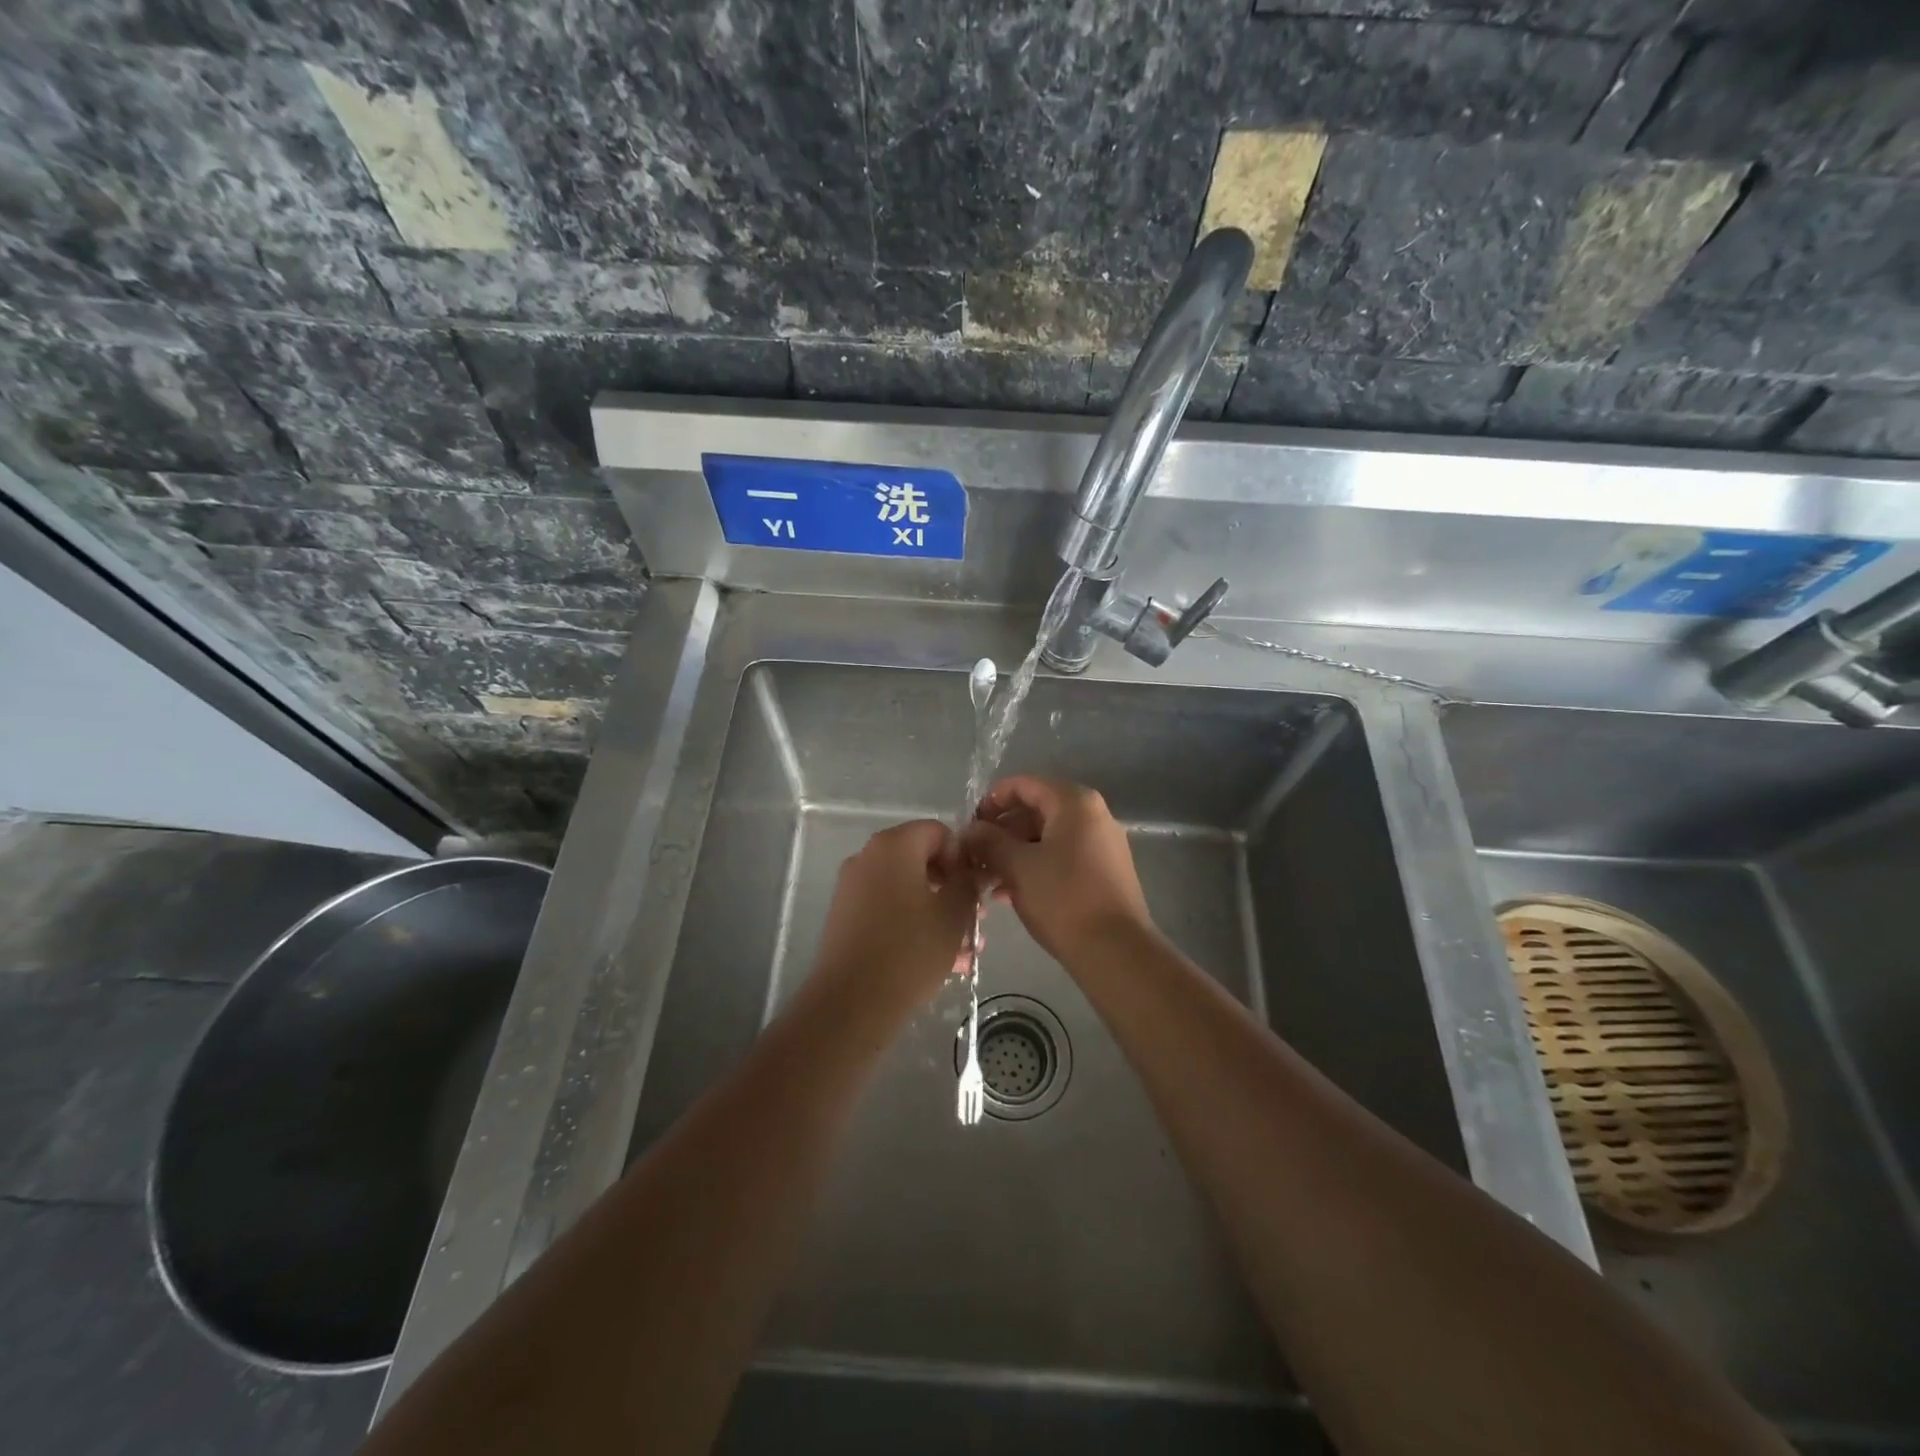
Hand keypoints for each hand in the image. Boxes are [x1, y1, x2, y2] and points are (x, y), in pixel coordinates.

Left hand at [809, 819, 978, 1015]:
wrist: (852, 1003)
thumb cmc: (910, 950)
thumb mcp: (954, 914)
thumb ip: (968, 883)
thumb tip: (974, 869)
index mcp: (894, 845)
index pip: (938, 832)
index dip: (962, 857)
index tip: (976, 891)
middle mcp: (868, 857)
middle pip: (921, 860)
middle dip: (951, 889)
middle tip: (975, 922)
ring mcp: (852, 887)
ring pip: (907, 890)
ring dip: (937, 913)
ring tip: (963, 952)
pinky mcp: (845, 917)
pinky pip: (888, 909)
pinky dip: (912, 925)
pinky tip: (938, 961)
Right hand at [960, 777, 1153, 963]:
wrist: (1115, 951)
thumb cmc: (1063, 899)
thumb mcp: (1017, 867)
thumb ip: (989, 841)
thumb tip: (970, 830)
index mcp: (1074, 802)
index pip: (1023, 785)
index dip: (991, 801)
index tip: (969, 827)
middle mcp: (1093, 814)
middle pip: (1036, 810)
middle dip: (1001, 832)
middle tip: (974, 857)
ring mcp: (1102, 843)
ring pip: (1047, 837)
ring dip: (1014, 853)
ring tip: (986, 880)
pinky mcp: (1105, 871)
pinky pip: (1062, 856)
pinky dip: (1035, 867)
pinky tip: (1009, 894)